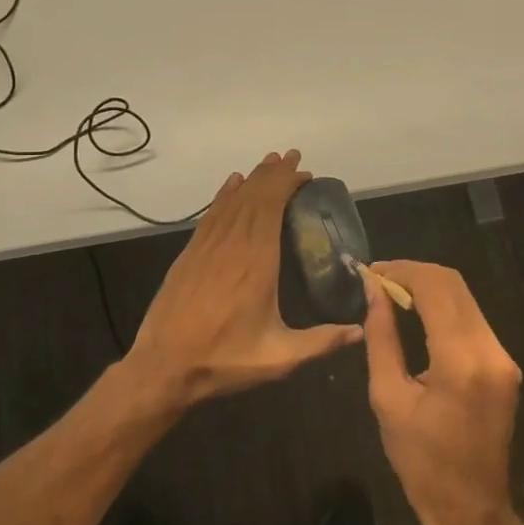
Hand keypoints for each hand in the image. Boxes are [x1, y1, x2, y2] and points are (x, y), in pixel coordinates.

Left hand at [125, 151, 362, 406]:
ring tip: (269, 163)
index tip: (304, 173)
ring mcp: (207, 247)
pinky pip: (211, 214)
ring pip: (232, 201)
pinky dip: (224, 194)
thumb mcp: (278, 357)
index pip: (271, 207)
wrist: (162, 367)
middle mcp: (231, 245)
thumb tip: (361, 331)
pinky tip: (232, 183)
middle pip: (253, 196)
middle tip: (293, 157)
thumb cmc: (224, 360)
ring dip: (252, 179)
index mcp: (256, 262)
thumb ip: (321, 342)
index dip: (286, 184)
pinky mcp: (190, 254)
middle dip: (274, 174)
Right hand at [361, 260, 521, 524]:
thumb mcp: (388, 398)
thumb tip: (373, 291)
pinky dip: (444, 307)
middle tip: (380, 279)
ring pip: (466, 298)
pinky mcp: (505, 364)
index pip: (435, 288)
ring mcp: (503, 357)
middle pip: (455, 285)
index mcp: (460, 361)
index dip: (402, 271)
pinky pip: (473, 319)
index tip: (372, 272)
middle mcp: (490, 350)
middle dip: (415, 273)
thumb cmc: (420, 460)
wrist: (470, 507)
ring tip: (393, 293)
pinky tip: (418, 314)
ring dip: (430, 287)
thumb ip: (381, 338)